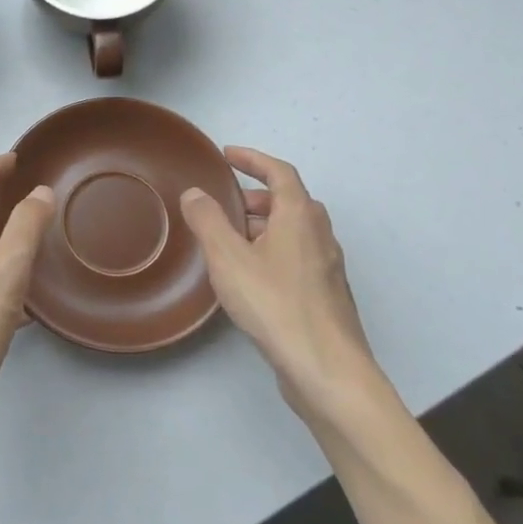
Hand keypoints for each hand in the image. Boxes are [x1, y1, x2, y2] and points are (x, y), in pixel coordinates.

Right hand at [180, 147, 380, 420]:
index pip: (279, 172)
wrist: (326, 368)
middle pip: (289, 201)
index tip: (227, 155)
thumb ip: (208, 220)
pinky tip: (251, 277)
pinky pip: (297, 257)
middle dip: (256, 196)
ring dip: (264, 226)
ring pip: (294, 232)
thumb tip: (195, 193)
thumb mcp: (228, 257)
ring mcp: (327, 267)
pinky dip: (272, 251)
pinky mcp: (326, 296)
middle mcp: (320, 235)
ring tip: (230, 240)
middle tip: (225, 204)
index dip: (252, 159)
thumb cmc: (275, 304)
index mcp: (300, 216)